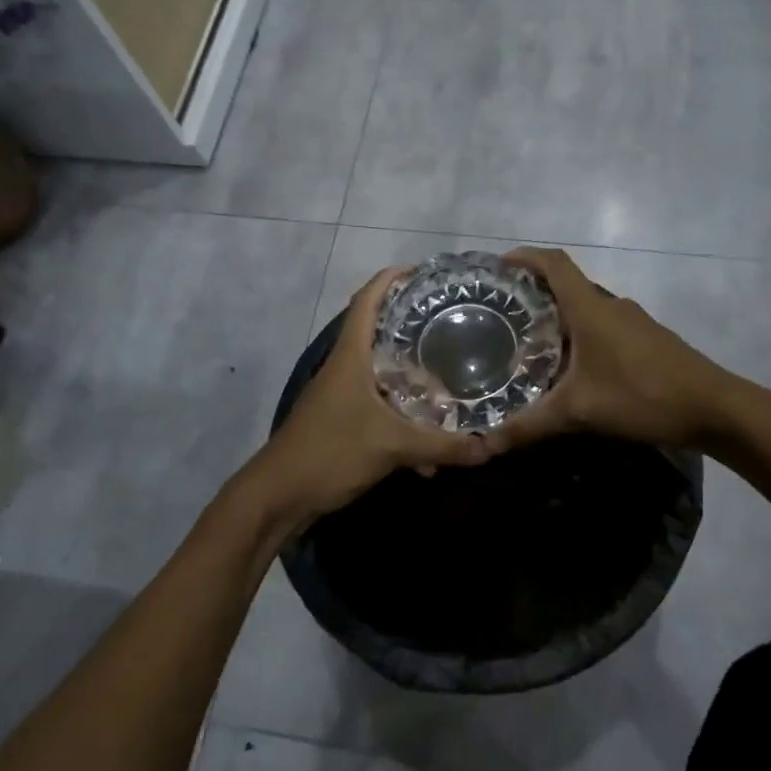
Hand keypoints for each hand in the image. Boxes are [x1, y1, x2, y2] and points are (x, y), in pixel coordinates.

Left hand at [237, 267, 492, 539]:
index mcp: (351, 356)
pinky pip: (382, 408)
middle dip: (415, 329)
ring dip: (414, 379)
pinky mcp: (343, 422)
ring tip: (452, 381)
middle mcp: (345, 368)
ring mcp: (342, 395)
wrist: (279, 497)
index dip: (392, 278)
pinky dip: (405, 419)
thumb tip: (491, 447)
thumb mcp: (392, 446)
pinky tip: (430, 447)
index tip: (425, 273)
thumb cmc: (331, 452)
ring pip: (384, 374)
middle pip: (380, 333)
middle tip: (454, 326)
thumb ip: (443, 445)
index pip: (368, 299)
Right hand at [486, 247, 733, 452]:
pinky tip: (570, 368)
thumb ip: (529, 427)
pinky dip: (579, 336)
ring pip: (585, 309)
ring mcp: (632, 322)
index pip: (553, 263)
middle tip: (501, 316)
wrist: (715, 408)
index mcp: (590, 308)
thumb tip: (484, 446)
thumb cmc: (642, 396)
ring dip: (557, 319)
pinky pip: (602, 327)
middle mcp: (611, 306)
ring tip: (528, 344)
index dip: (524, 257)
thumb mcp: (579, 412)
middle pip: (566, 286)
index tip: (498, 265)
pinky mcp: (646, 340)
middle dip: (533, 294)